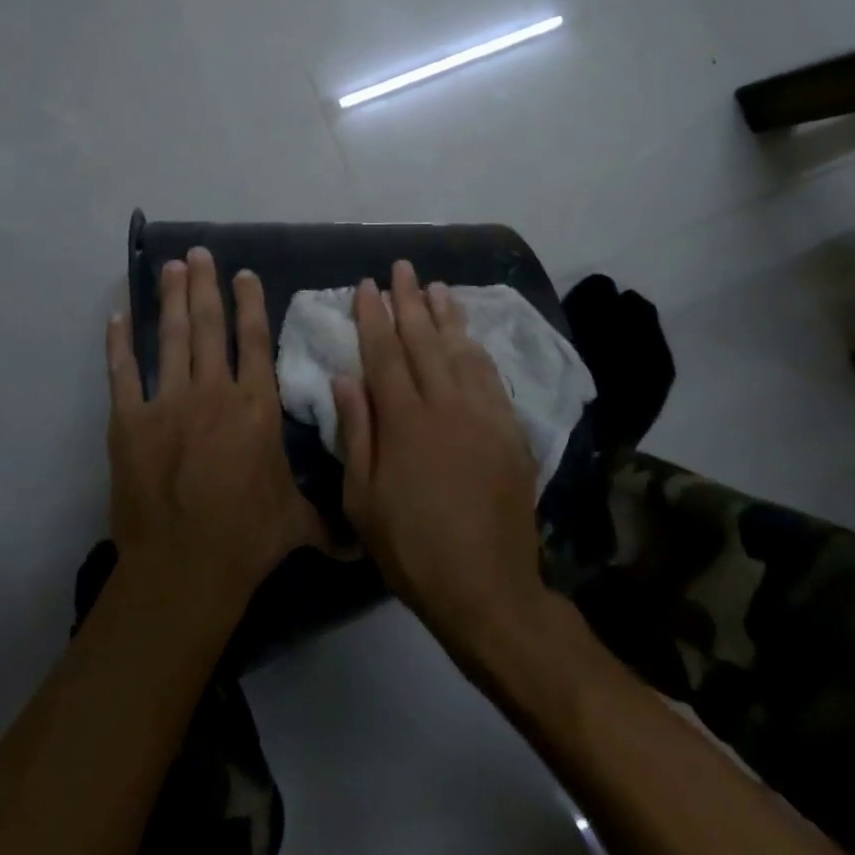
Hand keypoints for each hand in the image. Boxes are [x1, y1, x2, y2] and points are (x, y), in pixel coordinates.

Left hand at [106, 248, 326, 614]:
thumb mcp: (298, 525)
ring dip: (171, 299)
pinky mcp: (129, 421)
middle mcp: (213, 392)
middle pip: (210, 326)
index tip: (242, 274)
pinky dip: (119, 343)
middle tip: (198, 253)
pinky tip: (117, 316)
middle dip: (205, 285)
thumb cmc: (247, 539)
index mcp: (256, 407)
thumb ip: (330, 522)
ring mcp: (168, 403)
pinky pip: (123, 372)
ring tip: (171, 268)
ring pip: (172, 338)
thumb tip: (364, 541)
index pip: (253, 341)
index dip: (249, 303)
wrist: (183, 567)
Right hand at [334, 261, 547, 655]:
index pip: (384, 353)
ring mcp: (483, 415)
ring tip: (436, 287)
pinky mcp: (510, 431)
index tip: (366, 286)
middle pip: (423, 340)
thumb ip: (356, 432)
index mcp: (404, 420)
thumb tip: (344, 377)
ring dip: (446, 315)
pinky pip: (491, 377)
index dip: (373, 316)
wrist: (487, 587)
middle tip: (401, 267)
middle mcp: (445, 405)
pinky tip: (470, 336)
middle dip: (408, 300)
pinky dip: (477, 349)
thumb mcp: (363, 499)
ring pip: (461, 351)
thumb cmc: (412, 547)